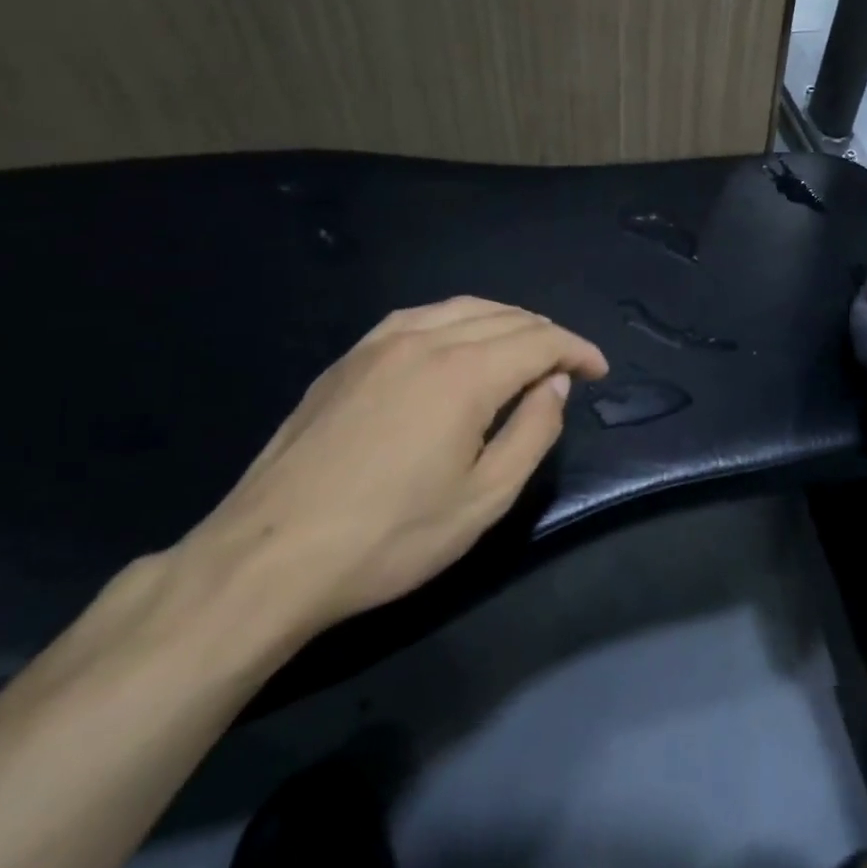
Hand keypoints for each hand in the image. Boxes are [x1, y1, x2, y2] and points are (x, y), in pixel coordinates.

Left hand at [179, 298, 607, 637]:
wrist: (267, 559)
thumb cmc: (389, 537)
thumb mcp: (484, 498)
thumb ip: (533, 432)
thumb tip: (555, 385)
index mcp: (465, 373)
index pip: (541, 340)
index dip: (578, 351)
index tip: (598, 371)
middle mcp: (425, 340)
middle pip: (506, 317)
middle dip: (548, 335)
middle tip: (568, 366)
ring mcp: (379, 344)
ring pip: (462, 308)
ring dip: (506, 321)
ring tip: (524, 348)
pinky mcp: (347, 359)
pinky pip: (419, 316)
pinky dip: (458, 319)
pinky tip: (458, 341)